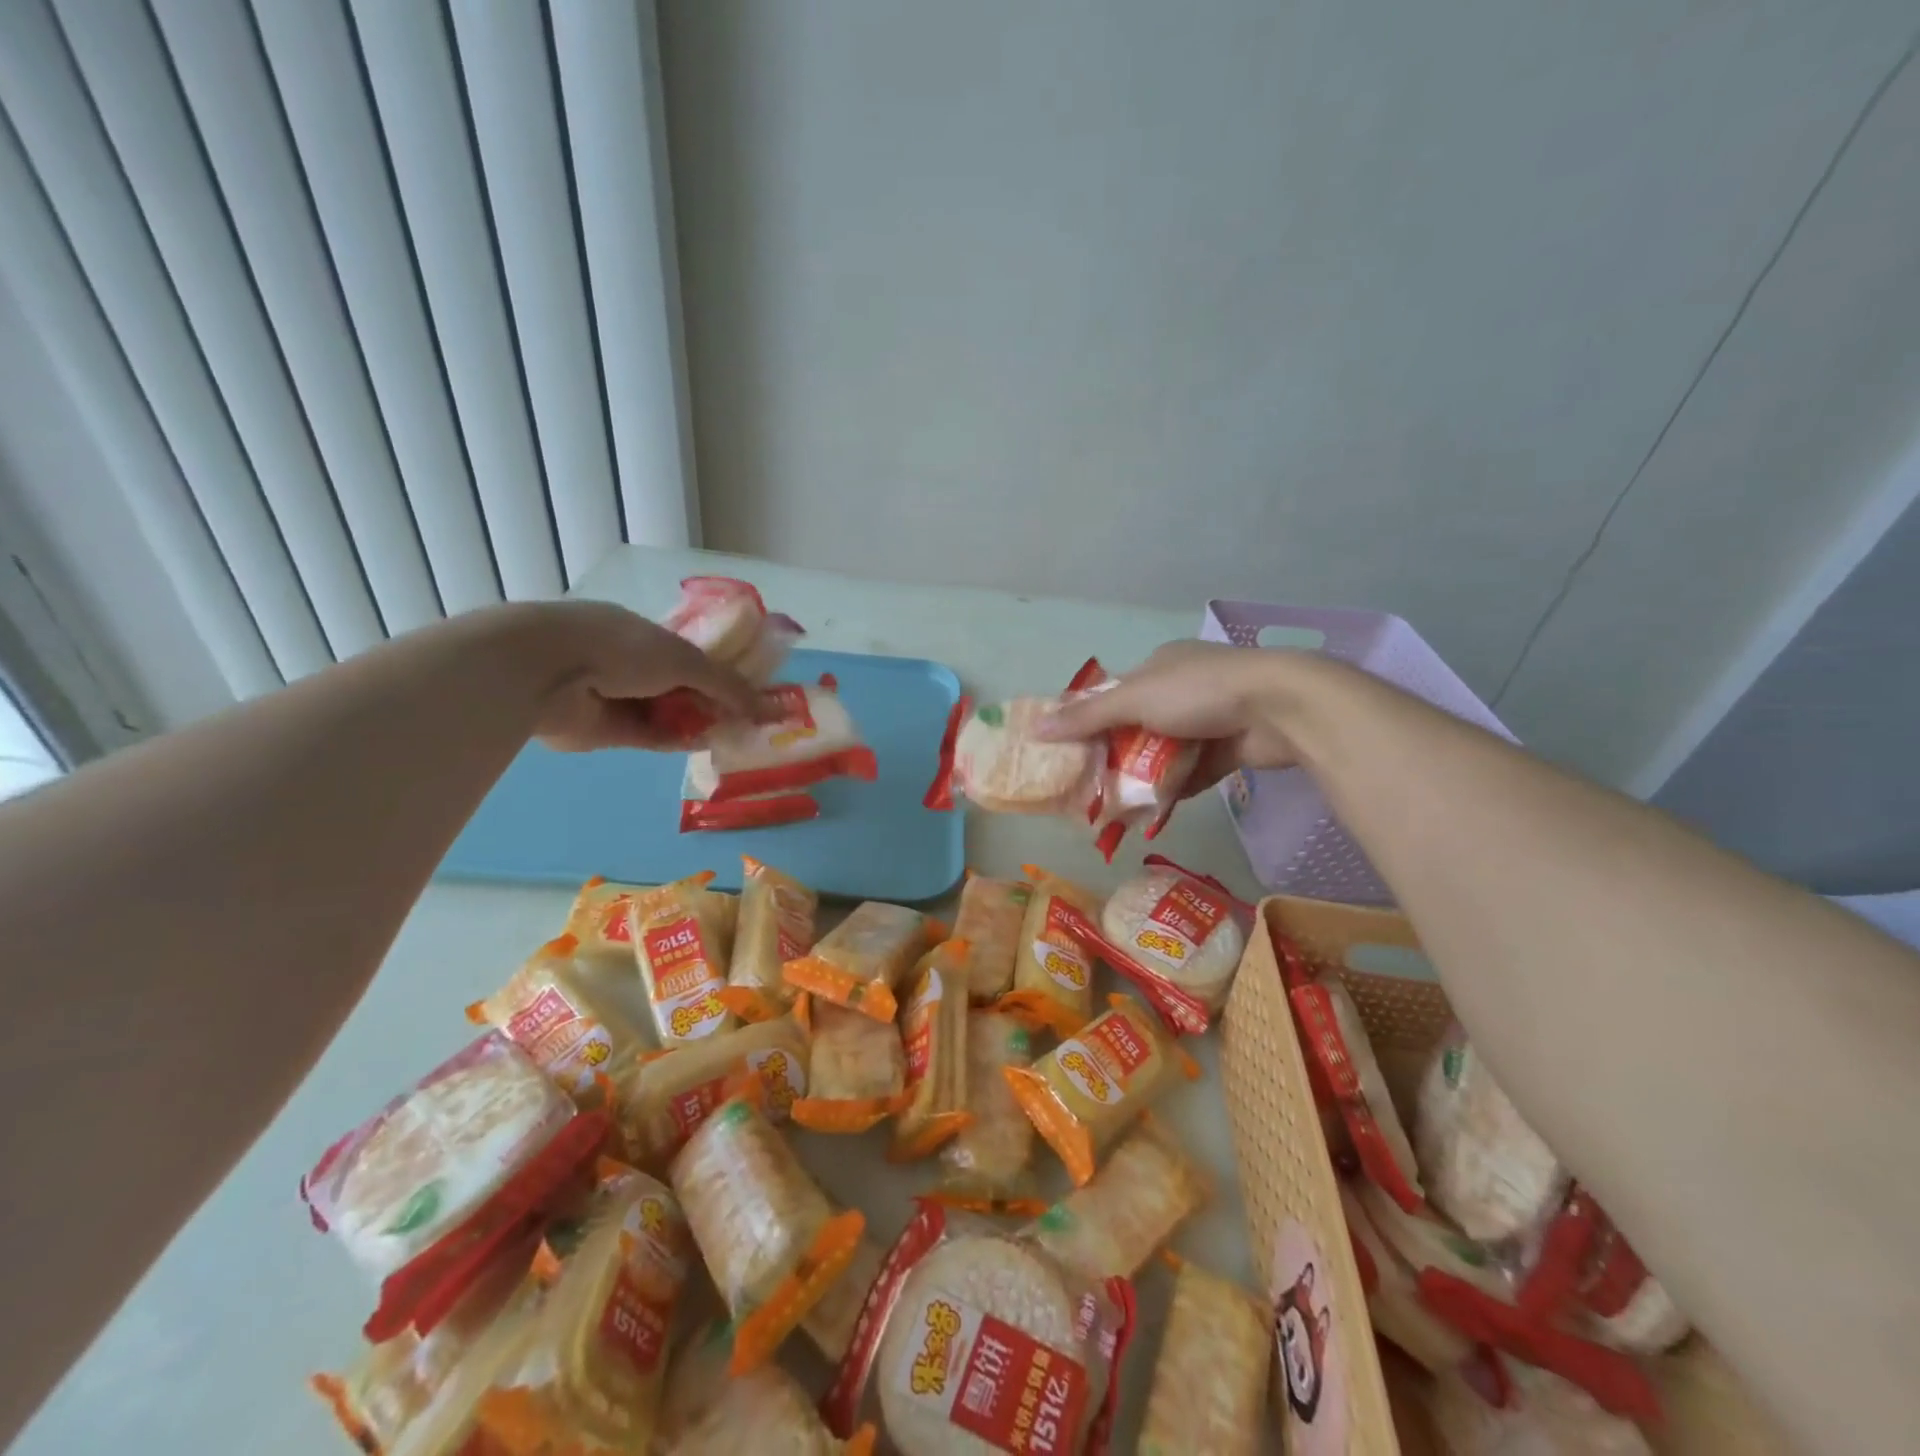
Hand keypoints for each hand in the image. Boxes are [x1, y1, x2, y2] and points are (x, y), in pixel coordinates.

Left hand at [525, 601, 758, 751]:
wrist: (548, 672)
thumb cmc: (619, 648)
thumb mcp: (684, 659)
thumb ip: (727, 685)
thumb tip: (768, 707)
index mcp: (647, 635)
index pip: (693, 656)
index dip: (723, 674)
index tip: (750, 692)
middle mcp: (633, 664)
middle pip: (683, 687)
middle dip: (714, 703)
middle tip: (749, 721)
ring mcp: (618, 698)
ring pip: (668, 713)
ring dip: (698, 724)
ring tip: (736, 736)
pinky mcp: (607, 731)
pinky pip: (651, 736)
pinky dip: (676, 739)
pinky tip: (705, 745)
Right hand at [1036, 641, 1307, 793]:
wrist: (1278, 709)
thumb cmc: (1199, 692)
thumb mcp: (1134, 700)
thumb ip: (1087, 717)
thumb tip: (1036, 728)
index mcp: (1159, 666)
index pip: (1115, 694)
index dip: (1090, 721)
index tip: (1070, 752)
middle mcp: (1182, 689)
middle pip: (1137, 726)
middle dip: (1115, 754)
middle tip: (1088, 786)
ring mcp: (1208, 719)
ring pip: (1164, 751)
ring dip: (1143, 775)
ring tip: (1115, 805)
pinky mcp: (1228, 749)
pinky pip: (1191, 771)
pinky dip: (1173, 787)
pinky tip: (1150, 809)